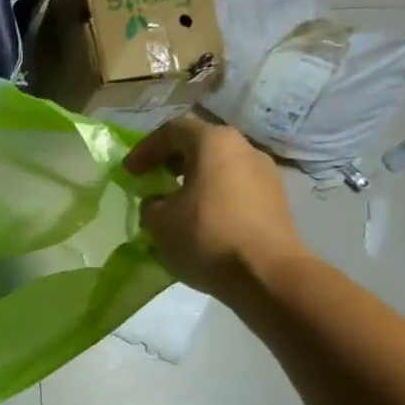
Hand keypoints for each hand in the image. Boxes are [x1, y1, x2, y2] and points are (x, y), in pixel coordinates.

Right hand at [124, 115, 309, 302]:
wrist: (267, 274)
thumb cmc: (206, 237)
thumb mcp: (159, 222)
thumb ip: (150, 204)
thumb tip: (159, 202)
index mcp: (213, 143)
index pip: (172, 130)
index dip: (145, 149)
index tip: (129, 171)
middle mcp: (244, 148)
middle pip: (201, 145)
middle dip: (171, 161)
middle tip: (151, 181)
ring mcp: (265, 174)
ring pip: (220, 167)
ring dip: (194, 180)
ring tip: (175, 204)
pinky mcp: (276, 200)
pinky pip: (236, 188)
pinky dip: (214, 196)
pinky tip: (202, 221)